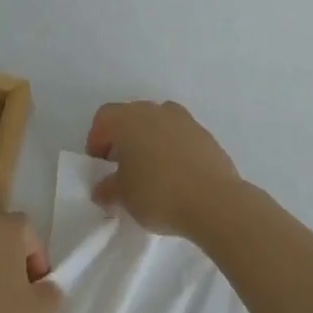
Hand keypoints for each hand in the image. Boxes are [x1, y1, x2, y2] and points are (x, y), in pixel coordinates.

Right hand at [87, 100, 240, 238]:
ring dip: (150, 140)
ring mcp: (184, 120)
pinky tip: (176, 175)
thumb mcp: (123, 198)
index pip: (104, 118)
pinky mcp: (205, 135)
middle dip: (123, 138)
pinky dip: (173, 148)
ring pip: (158, 123)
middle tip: (122, 167)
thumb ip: (107, 189)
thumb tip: (102, 189)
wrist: (215, 201)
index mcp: (129, 119)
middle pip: (131, 116)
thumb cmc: (158, 193)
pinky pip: (180, 135)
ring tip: (150, 170)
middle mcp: (155, 111)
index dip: (97, 140)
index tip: (100, 165)